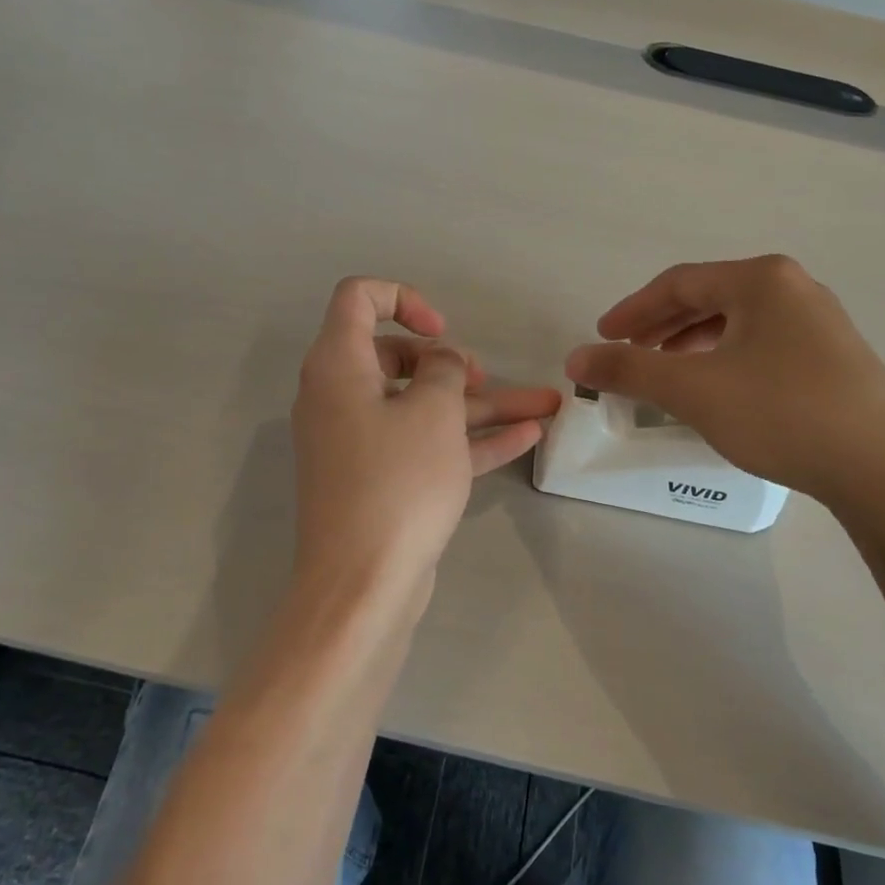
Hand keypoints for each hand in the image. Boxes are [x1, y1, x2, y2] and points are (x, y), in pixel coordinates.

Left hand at [293, 278, 561, 597]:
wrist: (363, 586)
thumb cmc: (396, 482)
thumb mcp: (433, 412)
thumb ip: (444, 370)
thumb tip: (441, 362)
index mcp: (339, 366)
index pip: (358, 299)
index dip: (405, 299)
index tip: (441, 333)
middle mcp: (343, 397)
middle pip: (397, 357)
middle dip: (451, 362)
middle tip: (482, 377)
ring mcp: (363, 442)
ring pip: (424, 407)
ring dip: (480, 404)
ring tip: (545, 405)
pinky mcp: (384, 479)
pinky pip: (427, 444)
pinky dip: (470, 438)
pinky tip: (527, 435)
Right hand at [565, 255, 884, 517]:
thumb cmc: (782, 414)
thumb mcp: (693, 390)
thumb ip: (629, 370)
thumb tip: (575, 358)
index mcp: (761, 279)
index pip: (679, 284)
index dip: (632, 310)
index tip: (601, 338)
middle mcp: (795, 288)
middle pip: (709, 298)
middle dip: (661, 327)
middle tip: (628, 354)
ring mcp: (822, 322)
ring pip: (738, 323)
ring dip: (693, 344)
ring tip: (667, 373)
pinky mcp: (837, 357)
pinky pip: (764, 344)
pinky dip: (727, 359)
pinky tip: (720, 389)